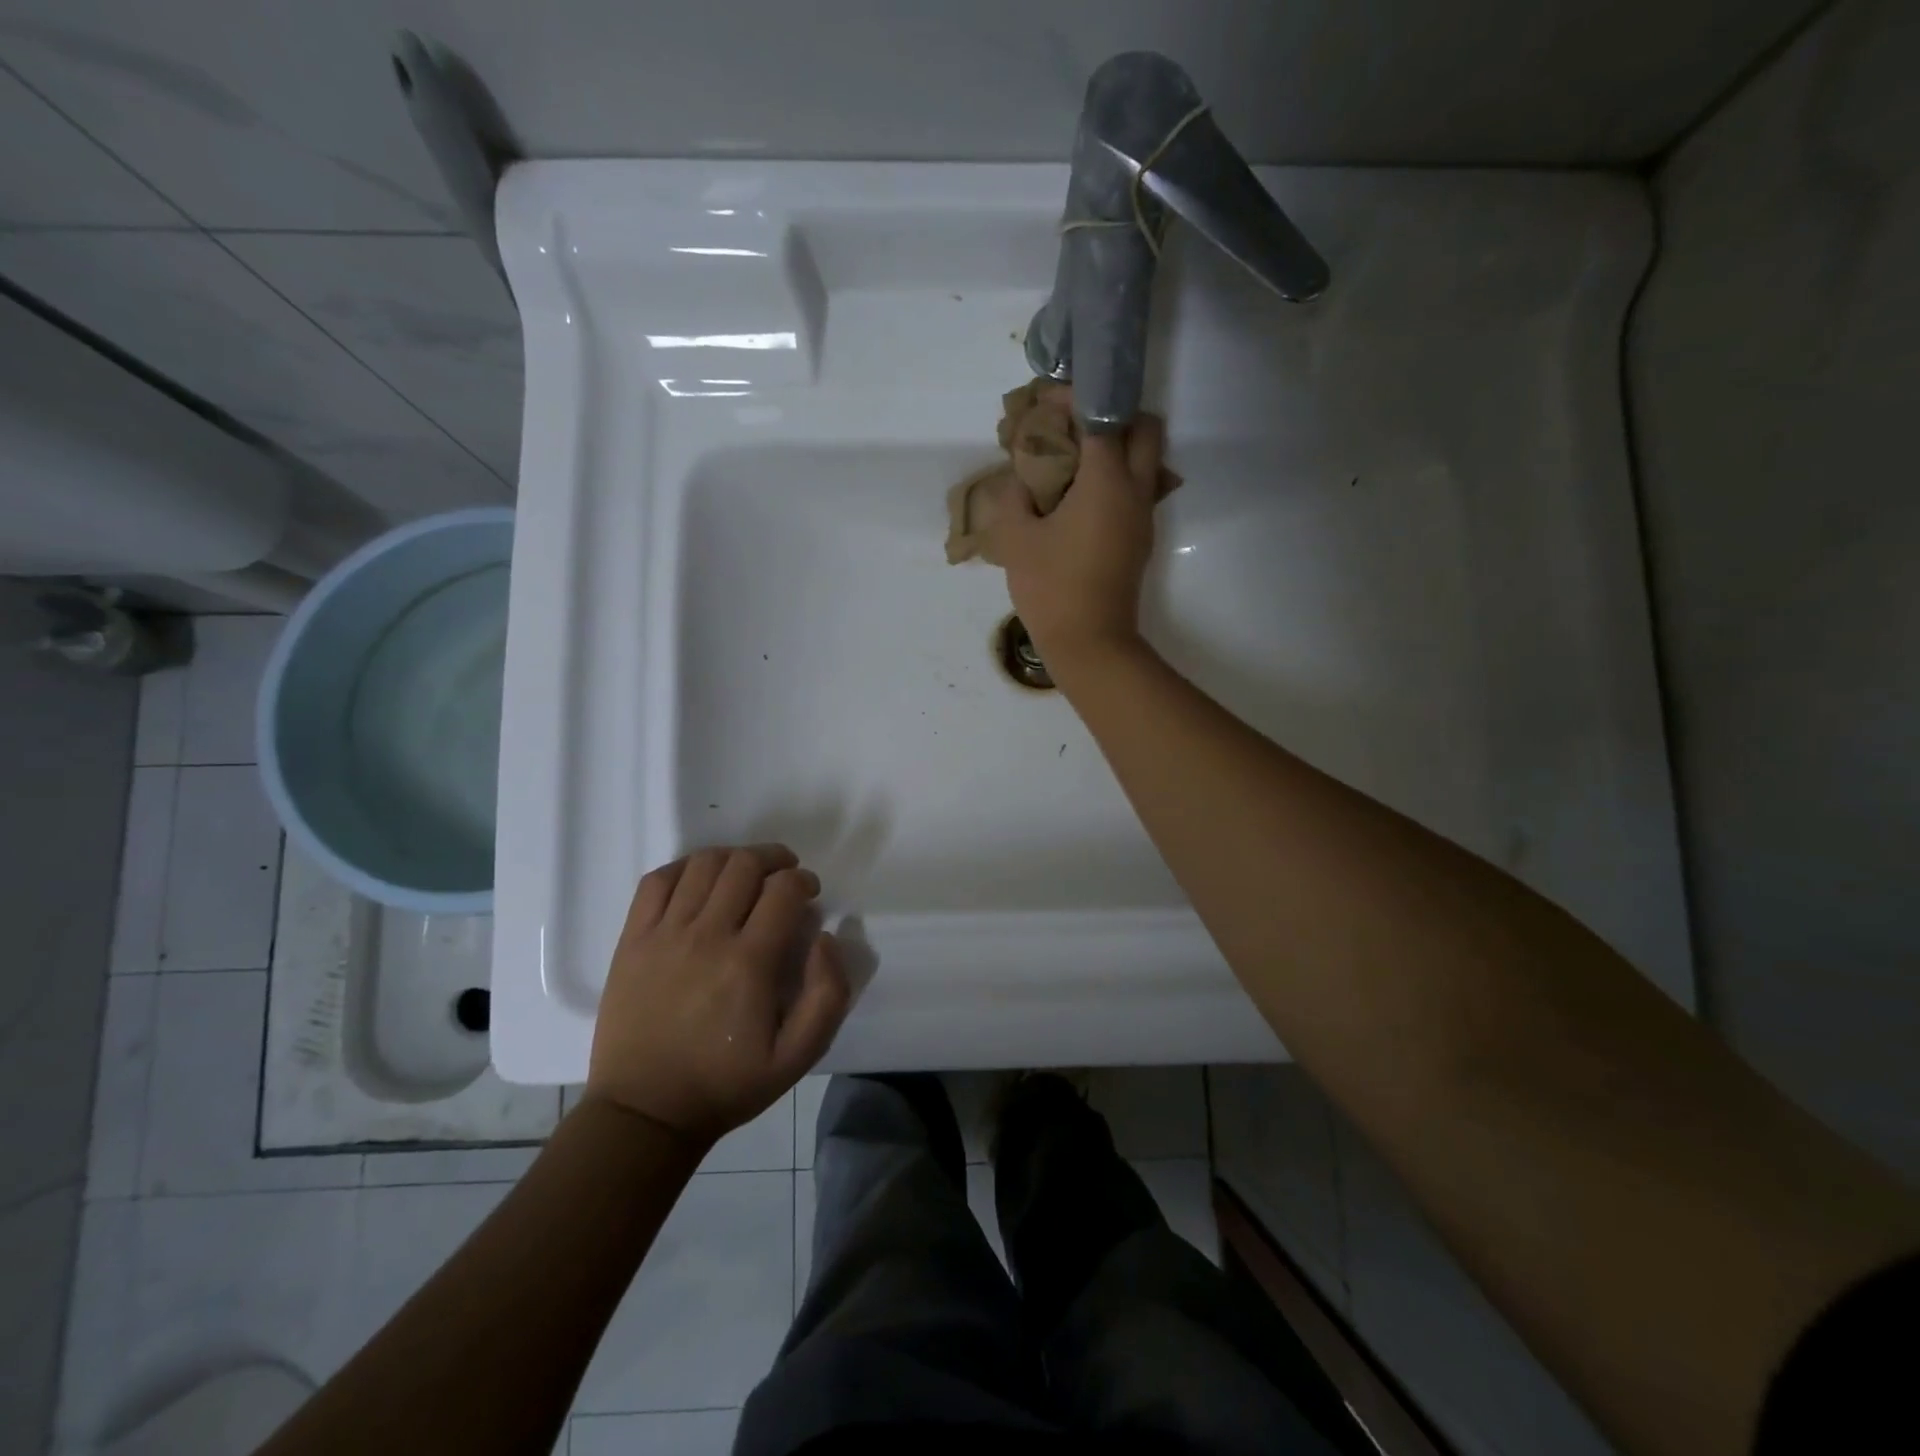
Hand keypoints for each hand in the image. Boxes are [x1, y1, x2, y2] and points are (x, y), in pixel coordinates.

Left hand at [585, 844, 849, 1146]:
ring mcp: (664, 934)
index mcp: (750, 963)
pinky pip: (657, 881)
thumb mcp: (798, 1056)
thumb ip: (828, 994)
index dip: (803, 880)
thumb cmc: (727, 1084)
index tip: (808, 893)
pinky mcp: (632, 940)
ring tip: (745, 873)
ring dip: (733, 858)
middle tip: (783, 876)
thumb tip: (825, 938)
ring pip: (703, 864)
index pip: (783, 889)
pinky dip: (684, 867)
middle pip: (744, 865)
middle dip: (774, 859)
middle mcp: (707, 936)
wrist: (646, 1112)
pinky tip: (700, 879)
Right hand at [979, 417, 1165, 669]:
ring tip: (1071, 463)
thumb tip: (1021, 480)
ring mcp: (1143, 517)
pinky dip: (1115, 479)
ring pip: (1146, 461)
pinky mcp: (1140, 540)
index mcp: (1106, 481)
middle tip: (1074, 427)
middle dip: (1114, 415)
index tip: (1048, 401)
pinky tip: (1077, 499)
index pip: (1102, 416)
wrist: (1090, 643)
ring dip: (1117, 449)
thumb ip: (1014, 497)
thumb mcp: (1016, 539)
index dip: (1075, 399)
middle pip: (1145, 429)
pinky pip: (1136, 491)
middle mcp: (1135, 491)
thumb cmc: (1051, 588)